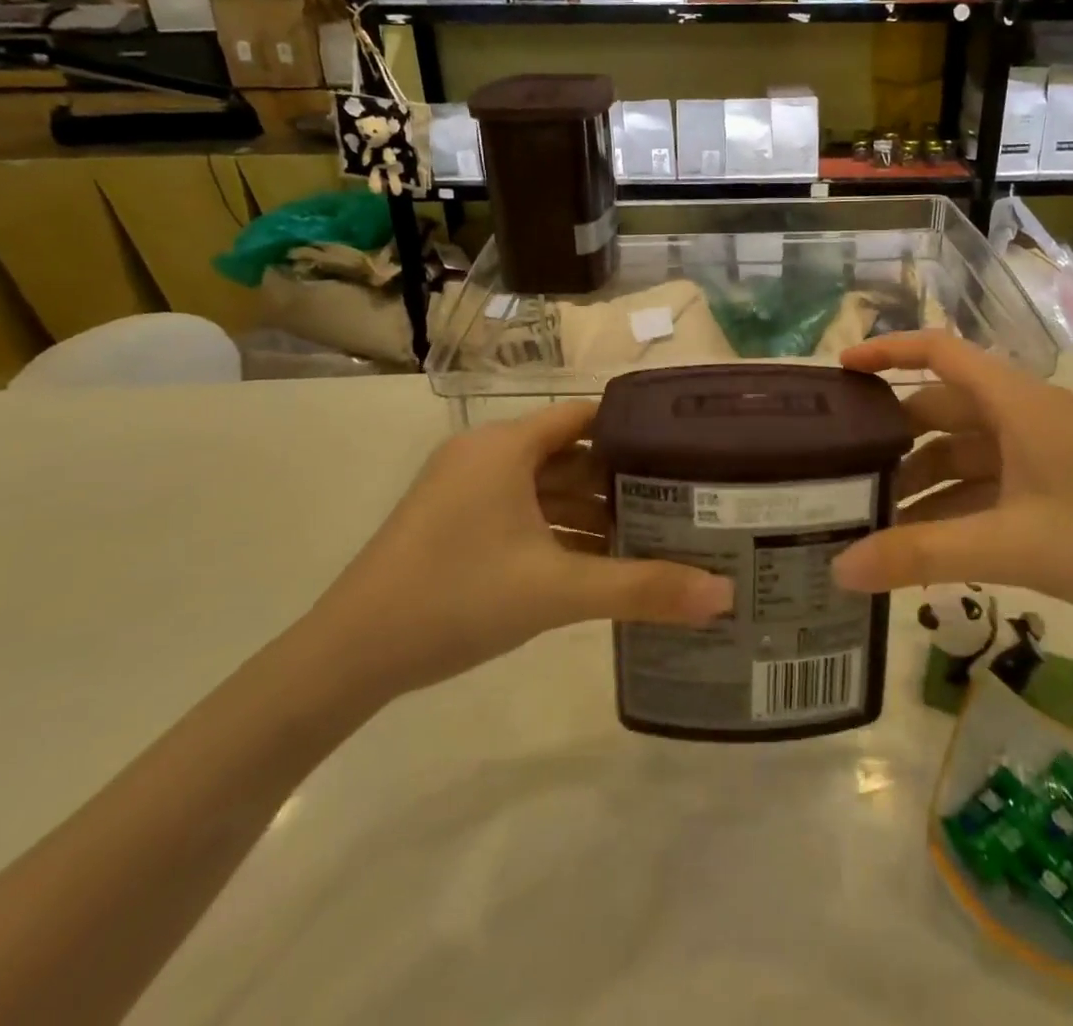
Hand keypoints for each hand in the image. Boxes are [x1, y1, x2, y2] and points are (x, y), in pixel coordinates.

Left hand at [299, 402, 732, 707]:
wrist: (347, 656)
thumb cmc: (456, 598)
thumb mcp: (557, 591)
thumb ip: (642, 589)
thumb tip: (724, 595)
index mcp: (505, 447)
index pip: (586, 415)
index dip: (635, 428)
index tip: (685, 447)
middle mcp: (485, 456)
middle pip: (570, 453)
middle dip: (621, 477)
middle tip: (681, 496)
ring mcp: (465, 491)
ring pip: (545, 487)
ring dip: (591, 509)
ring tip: (651, 531)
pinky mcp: (455, 523)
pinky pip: (522, 512)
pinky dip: (559, 529)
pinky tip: (597, 560)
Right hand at [830, 332, 1072, 632]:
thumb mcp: (1010, 547)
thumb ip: (921, 555)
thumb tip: (840, 569)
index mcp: (1016, 402)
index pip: (939, 352)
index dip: (887, 351)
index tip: (839, 370)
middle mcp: (1024, 415)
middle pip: (943, 408)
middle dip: (893, 438)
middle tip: (841, 469)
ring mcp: (1041, 452)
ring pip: (964, 452)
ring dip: (922, 480)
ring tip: (873, 520)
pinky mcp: (1054, 485)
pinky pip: (988, 484)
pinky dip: (953, 505)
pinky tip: (924, 544)